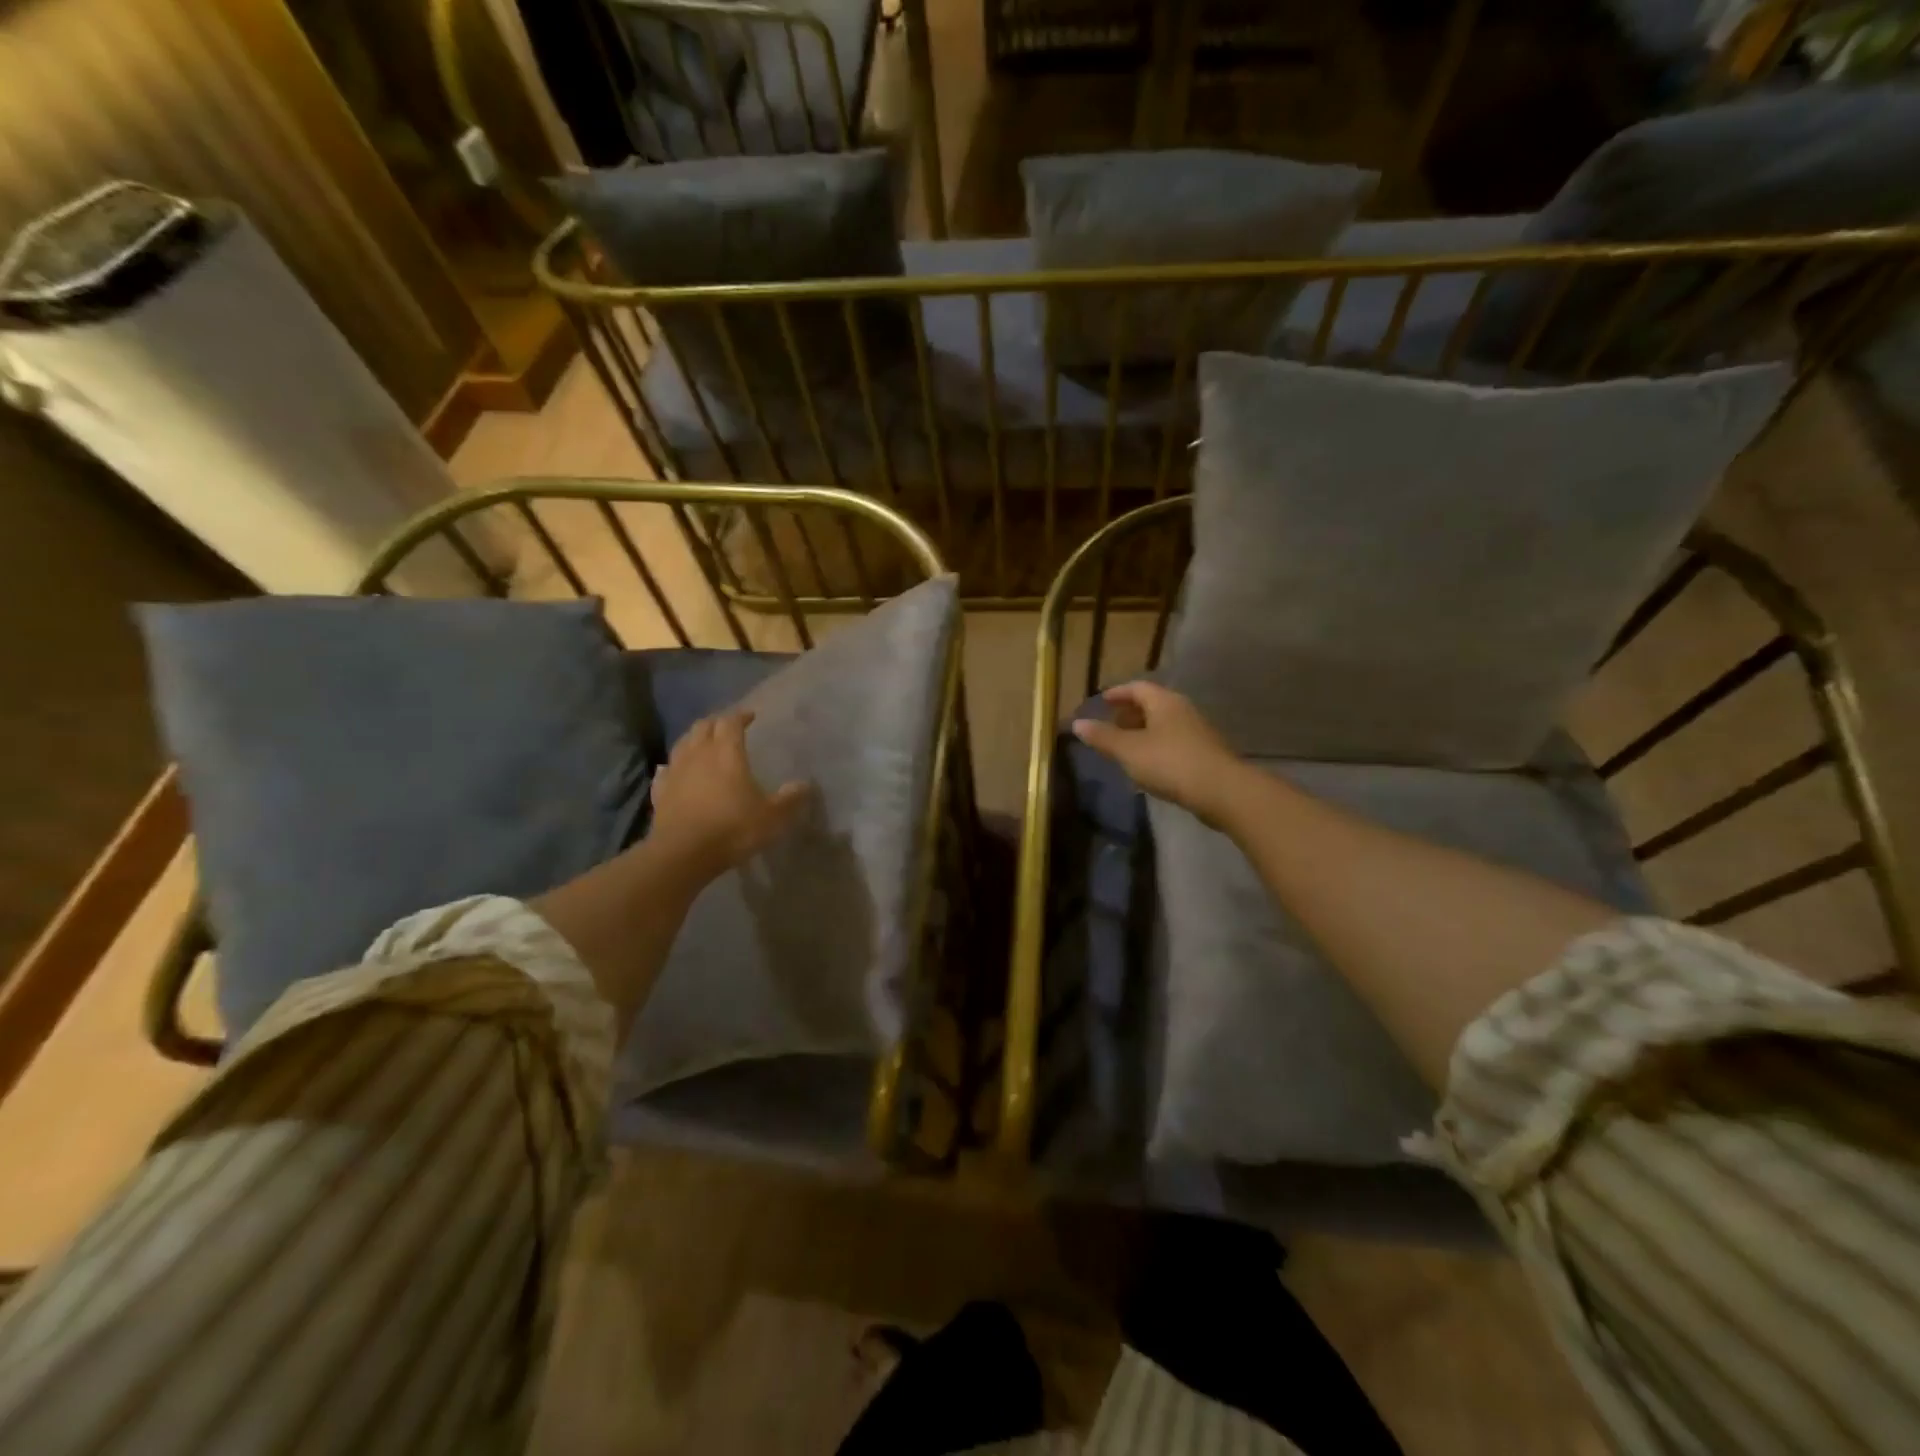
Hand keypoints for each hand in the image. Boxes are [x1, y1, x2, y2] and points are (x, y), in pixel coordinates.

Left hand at [650, 710, 810, 880]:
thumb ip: (789, 799)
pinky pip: (666, 771)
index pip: (731, 722)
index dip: (741, 716)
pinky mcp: (659, 792)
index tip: (750, 716)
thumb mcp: (772, 817)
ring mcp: (675, 772)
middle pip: (704, 726)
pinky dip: (673, 766)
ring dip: (694, 739)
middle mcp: (698, 754)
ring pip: (682, 744)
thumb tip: (805, 785)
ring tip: (704, 744)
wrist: (683, 854)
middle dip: (717, 722)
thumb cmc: (732, 829)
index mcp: (726, 753)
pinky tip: (674, 771)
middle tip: (728, 726)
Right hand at [1071, 682, 1245, 827]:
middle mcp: (1182, 710)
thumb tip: (1077, 723)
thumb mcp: (1129, 751)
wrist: (1222, 790)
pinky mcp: (1204, 752)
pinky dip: (1156, 745)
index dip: (1117, 693)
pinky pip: (1174, 741)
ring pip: (1164, 723)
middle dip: (1129, 712)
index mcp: (1164, 702)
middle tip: (1110, 725)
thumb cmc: (1170, 763)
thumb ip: (1103, 737)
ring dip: (1143, 730)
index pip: (1137, 687)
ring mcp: (1197, 731)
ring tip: (1125, 747)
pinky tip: (1148, 764)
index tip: (1101, 701)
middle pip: (1152, 703)